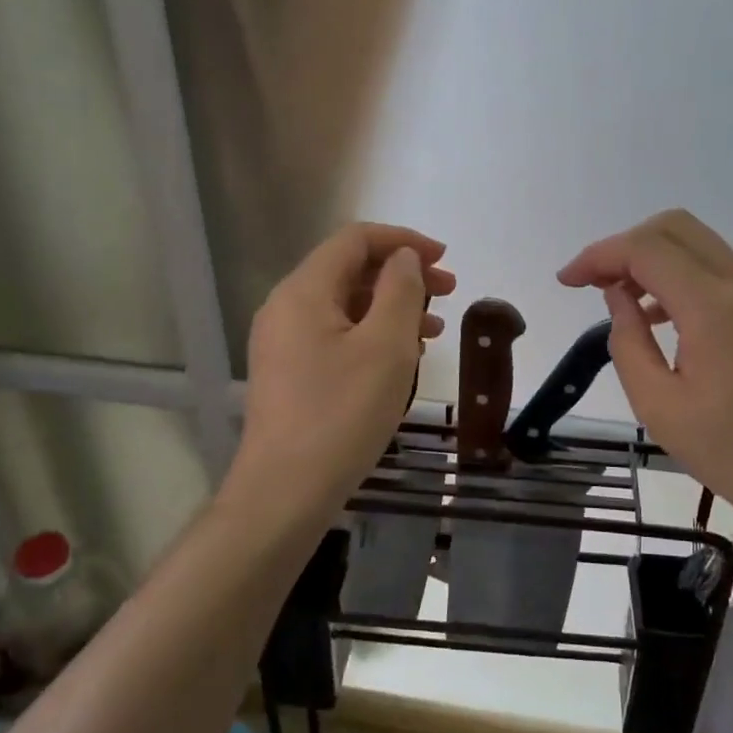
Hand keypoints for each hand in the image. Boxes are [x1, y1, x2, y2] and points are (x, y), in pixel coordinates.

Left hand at [236, 223, 454, 515]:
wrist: (285, 492)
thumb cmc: (342, 413)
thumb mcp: (386, 346)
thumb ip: (401, 291)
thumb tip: (404, 259)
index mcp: (304, 291)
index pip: (355, 240)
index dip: (403, 241)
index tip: (444, 258)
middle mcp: (286, 308)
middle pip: (349, 270)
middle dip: (402, 275)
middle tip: (448, 292)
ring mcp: (283, 343)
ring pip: (345, 305)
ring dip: (391, 307)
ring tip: (435, 330)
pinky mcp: (289, 373)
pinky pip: (335, 335)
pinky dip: (372, 334)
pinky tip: (402, 357)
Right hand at [558, 210, 732, 527]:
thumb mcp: (659, 406)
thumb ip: (628, 342)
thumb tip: (618, 297)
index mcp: (713, 307)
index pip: (647, 249)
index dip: (599, 255)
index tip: (566, 281)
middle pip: (674, 228)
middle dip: (624, 245)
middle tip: (593, 283)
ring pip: (697, 244)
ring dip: (652, 258)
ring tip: (619, 299)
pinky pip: (715, 271)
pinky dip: (678, 276)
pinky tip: (658, 317)